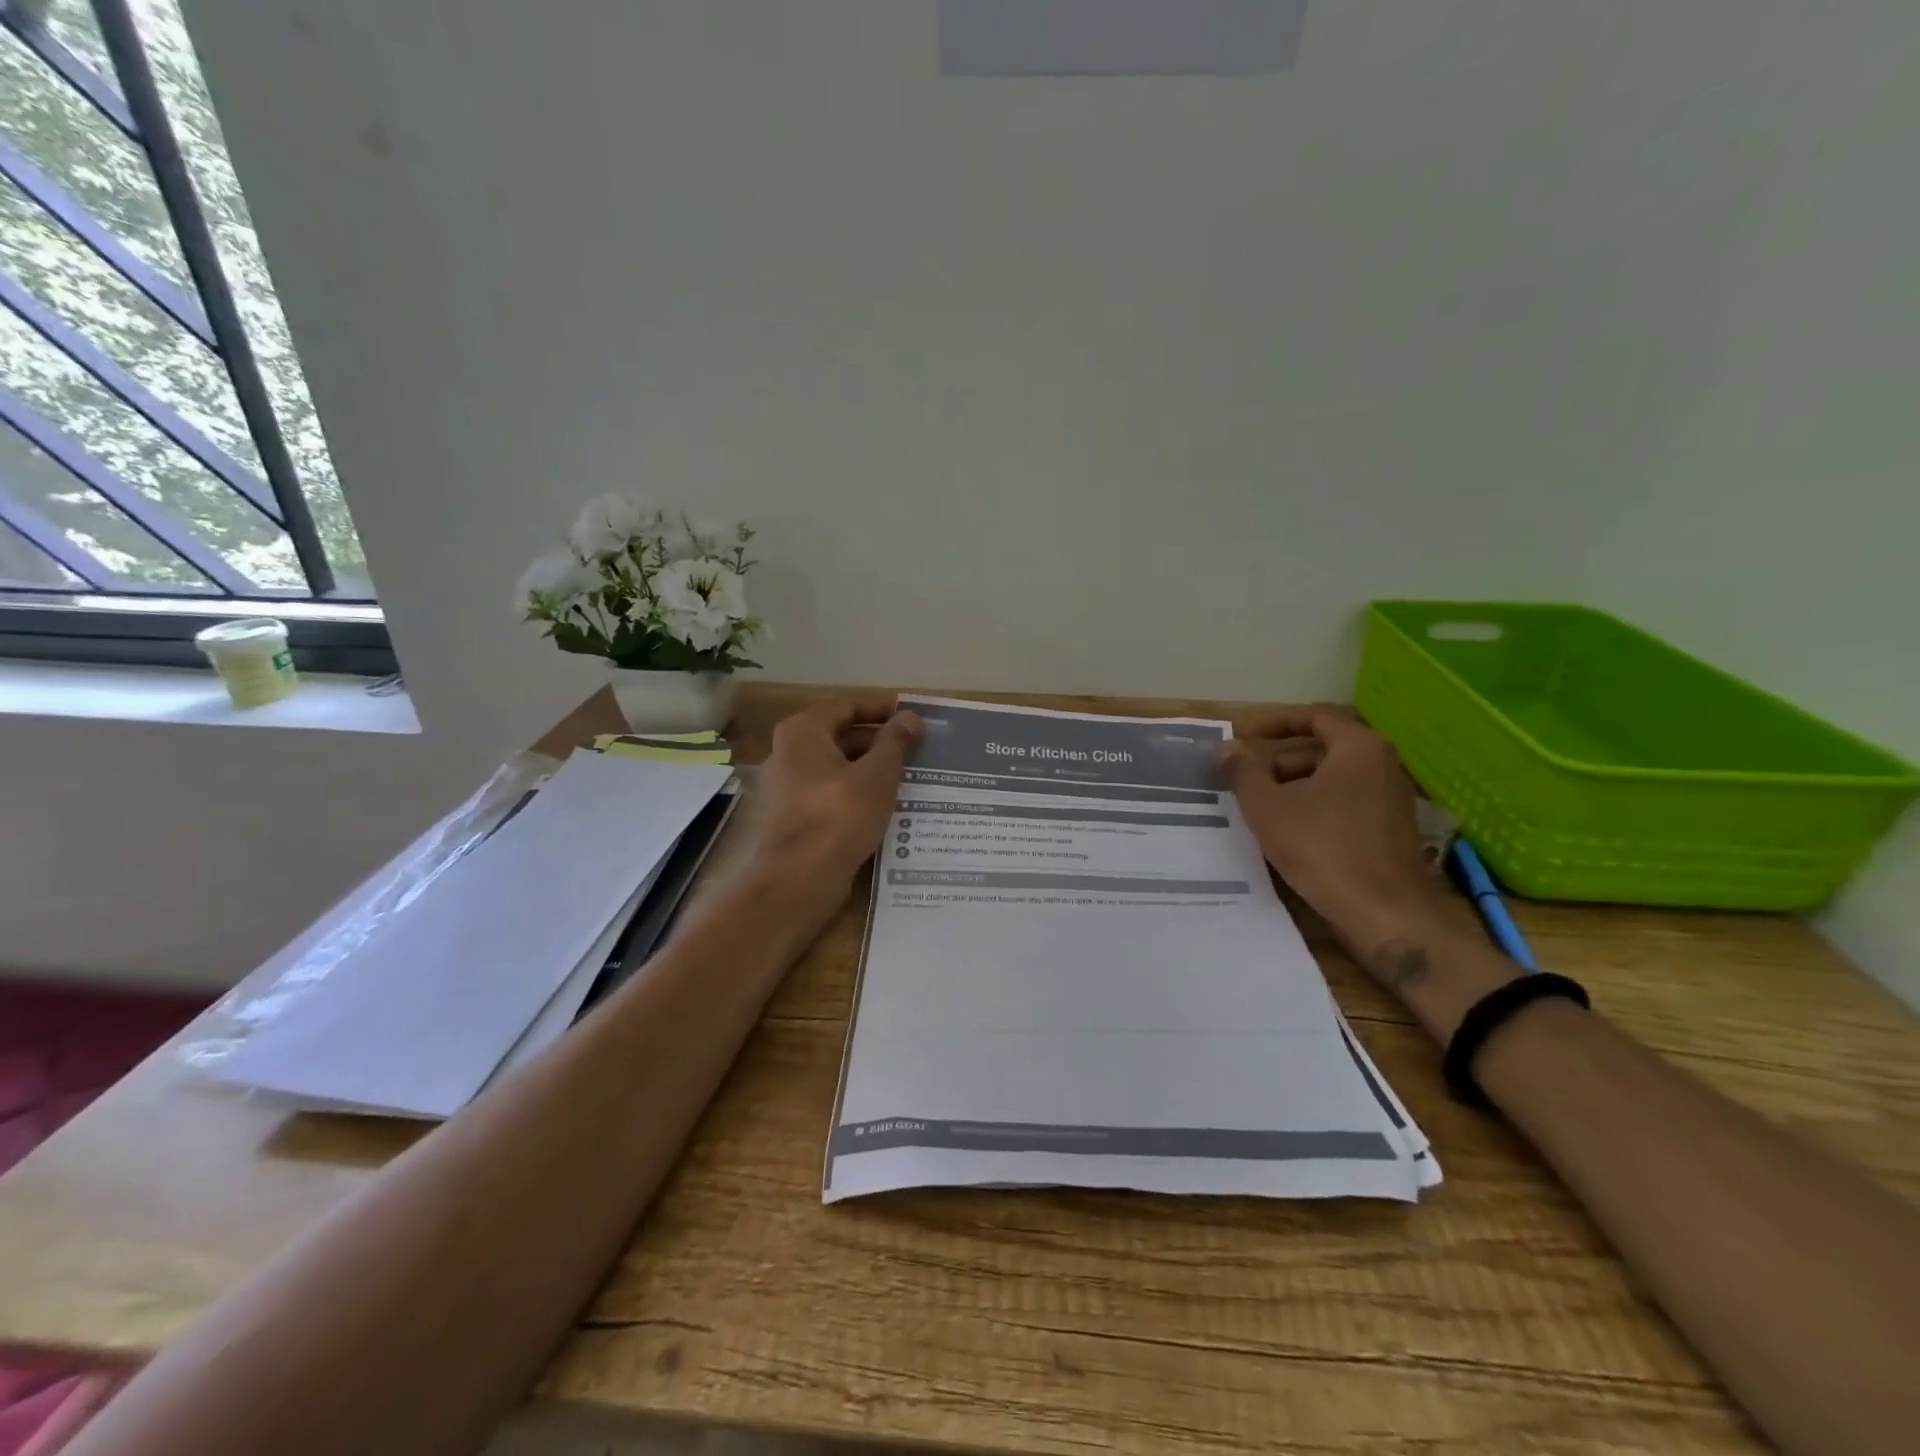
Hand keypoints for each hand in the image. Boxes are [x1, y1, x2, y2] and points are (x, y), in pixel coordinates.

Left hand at [747, 697, 921, 898]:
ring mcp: (787, 787)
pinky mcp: (793, 817)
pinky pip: (830, 794)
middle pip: (840, 736)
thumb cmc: (839, 816)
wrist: (799, 880)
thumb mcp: (877, 775)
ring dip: (870, 770)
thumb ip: (895, 742)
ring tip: (908, 778)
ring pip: (837, 768)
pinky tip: (884, 806)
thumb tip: (910, 716)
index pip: (847, 706)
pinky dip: (855, 793)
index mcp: (803, 732)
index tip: (912, 717)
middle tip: (916, 750)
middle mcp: (787, 753)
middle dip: (878, 742)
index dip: (881, 709)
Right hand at [1216, 705, 1446, 956]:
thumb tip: (1226, 749)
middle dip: (1278, 761)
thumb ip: (1243, 771)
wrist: (1385, 913)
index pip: (1315, 716)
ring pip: (1331, 779)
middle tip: (1243, 780)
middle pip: (1322, 749)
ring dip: (1292, 787)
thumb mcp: (1267, 806)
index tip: (1244, 736)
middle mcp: (1382, 765)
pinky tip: (1287, 833)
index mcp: (1359, 748)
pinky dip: (1313, 808)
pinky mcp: (1390, 830)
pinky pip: (1344, 804)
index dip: (1275, 722)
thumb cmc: (1322, 848)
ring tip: (1258, 809)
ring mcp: (1390, 799)